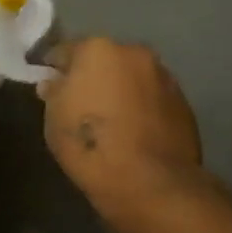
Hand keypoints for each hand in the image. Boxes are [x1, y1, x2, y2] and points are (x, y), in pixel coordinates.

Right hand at [38, 38, 205, 231]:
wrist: (150, 182)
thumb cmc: (91, 147)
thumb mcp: (54, 122)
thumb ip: (53, 93)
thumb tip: (54, 83)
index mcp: (97, 50)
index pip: (64, 51)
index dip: (53, 68)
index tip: (47, 83)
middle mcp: (133, 52)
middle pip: (104, 59)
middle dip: (91, 75)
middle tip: (80, 102)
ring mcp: (163, 75)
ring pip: (131, 76)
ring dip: (120, 89)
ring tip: (111, 118)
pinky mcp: (183, 100)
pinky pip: (152, 96)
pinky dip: (141, 105)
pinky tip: (134, 130)